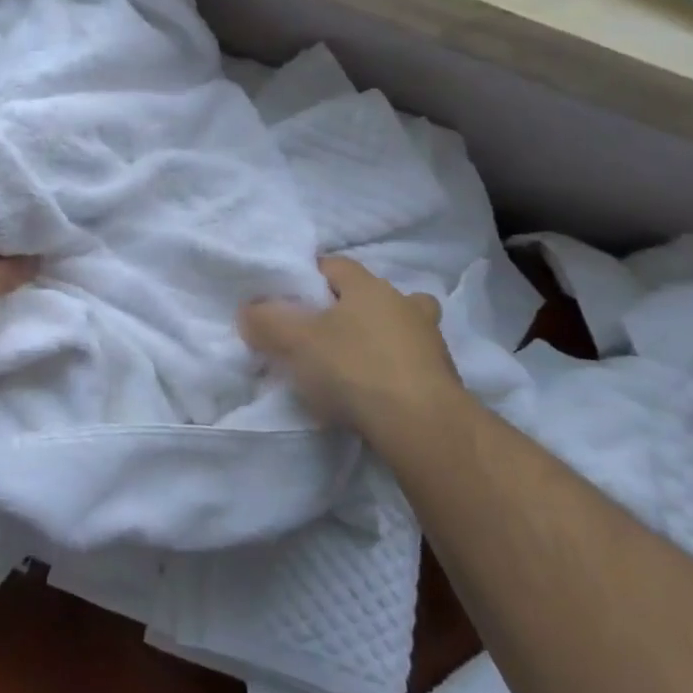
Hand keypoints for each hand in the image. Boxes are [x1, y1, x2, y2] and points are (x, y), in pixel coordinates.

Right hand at [239, 257, 462, 432]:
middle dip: (348, 308)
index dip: (308, 278)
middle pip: (370, 295)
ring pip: (399, 327)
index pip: (333, 265)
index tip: (289, 301)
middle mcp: (403, 303)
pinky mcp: (444, 378)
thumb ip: (266, 321)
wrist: (423, 427)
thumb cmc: (355, 368)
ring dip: (378, 338)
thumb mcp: (296, 342)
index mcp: (368, 285)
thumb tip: (248, 310)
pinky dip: (394, 370)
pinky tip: (374, 392)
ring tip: (351, 364)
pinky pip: (410, 362)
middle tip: (321, 332)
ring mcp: (430, 340)